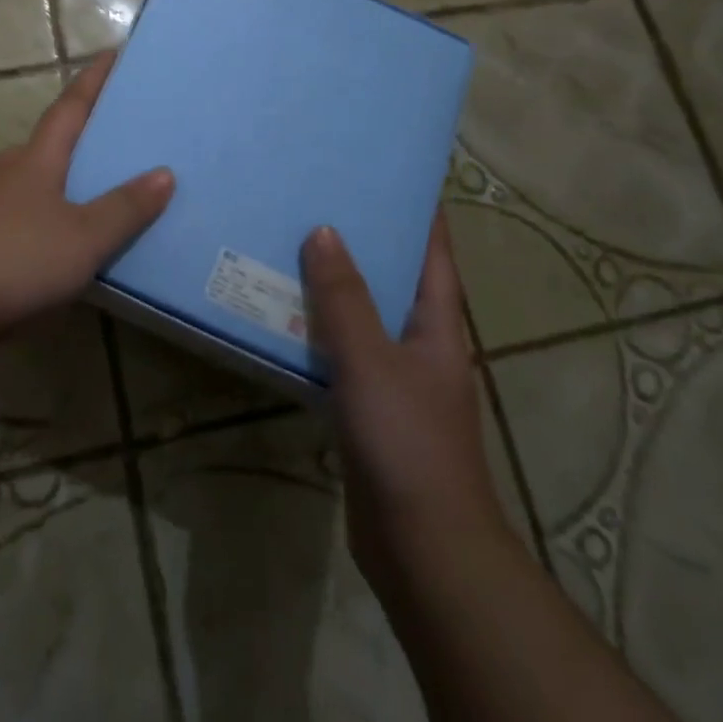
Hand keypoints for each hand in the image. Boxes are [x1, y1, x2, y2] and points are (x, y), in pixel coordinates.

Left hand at [0, 51, 175, 326]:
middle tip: (125, 127)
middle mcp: (14, 171)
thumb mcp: (84, 236)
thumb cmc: (15, 257)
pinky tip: (75, 236)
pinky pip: (34, 214)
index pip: (71, 106)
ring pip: (43, 179)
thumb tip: (165, 173)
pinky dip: (59, 214)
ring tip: (109, 183)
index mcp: (38, 158)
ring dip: (71, 176)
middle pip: (55, 140)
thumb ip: (124, 208)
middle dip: (86, 130)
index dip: (93, 80)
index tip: (112, 53)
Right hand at [301, 210, 509, 600]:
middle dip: (364, 241)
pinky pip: (343, 355)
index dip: (420, 212)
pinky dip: (319, 333)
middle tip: (320, 200)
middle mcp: (422, 345)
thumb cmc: (407, 441)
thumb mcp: (371, 360)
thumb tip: (324, 232)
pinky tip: (284, 317)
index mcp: (438, 325)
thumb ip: (344, 298)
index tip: (391, 174)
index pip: (434, 253)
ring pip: (364, 317)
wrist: (423, 548)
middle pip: (394, 279)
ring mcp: (397, 379)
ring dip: (336, 287)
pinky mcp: (371, 410)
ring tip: (292, 245)